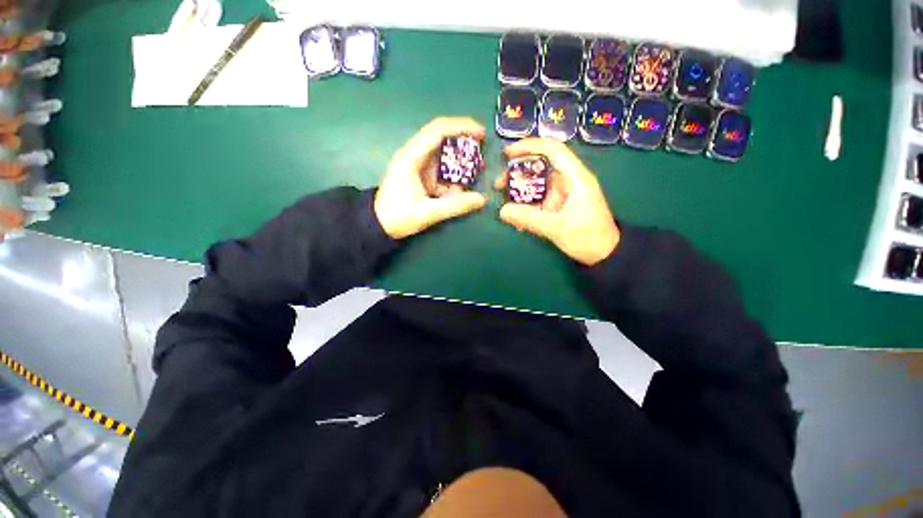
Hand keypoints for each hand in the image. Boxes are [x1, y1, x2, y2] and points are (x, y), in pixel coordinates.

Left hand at [375, 118, 487, 238]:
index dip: (461, 127)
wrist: (379, 225)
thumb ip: (455, 206)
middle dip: (465, 142)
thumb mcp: (427, 213)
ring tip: (478, 169)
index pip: (437, 130)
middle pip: (442, 138)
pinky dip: (454, 175)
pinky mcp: (423, 175)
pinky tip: (463, 186)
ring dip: (461, 160)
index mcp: (411, 157)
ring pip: (444, 154)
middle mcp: (415, 155)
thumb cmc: (398, 217)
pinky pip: (442, 169)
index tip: (482, 134)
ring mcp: (419, 165)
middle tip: (483, 152)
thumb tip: (482, 199)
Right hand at [495, 138, 619, 265]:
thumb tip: (502, 211)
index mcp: (575, 177)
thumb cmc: (587, 237)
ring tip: (503, 199)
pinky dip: (526, 204)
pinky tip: (516, 216)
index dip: (529, 146)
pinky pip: (539, 199)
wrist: (604, 255)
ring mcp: (563, 194)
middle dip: (518, 172)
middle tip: (499, 184)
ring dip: (519, 189)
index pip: (552, 150)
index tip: (507, 154)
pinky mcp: (559, 206)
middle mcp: (568, 181)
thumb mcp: (556, 227)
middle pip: (540, 166)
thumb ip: (528, 218)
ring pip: (537, 183)